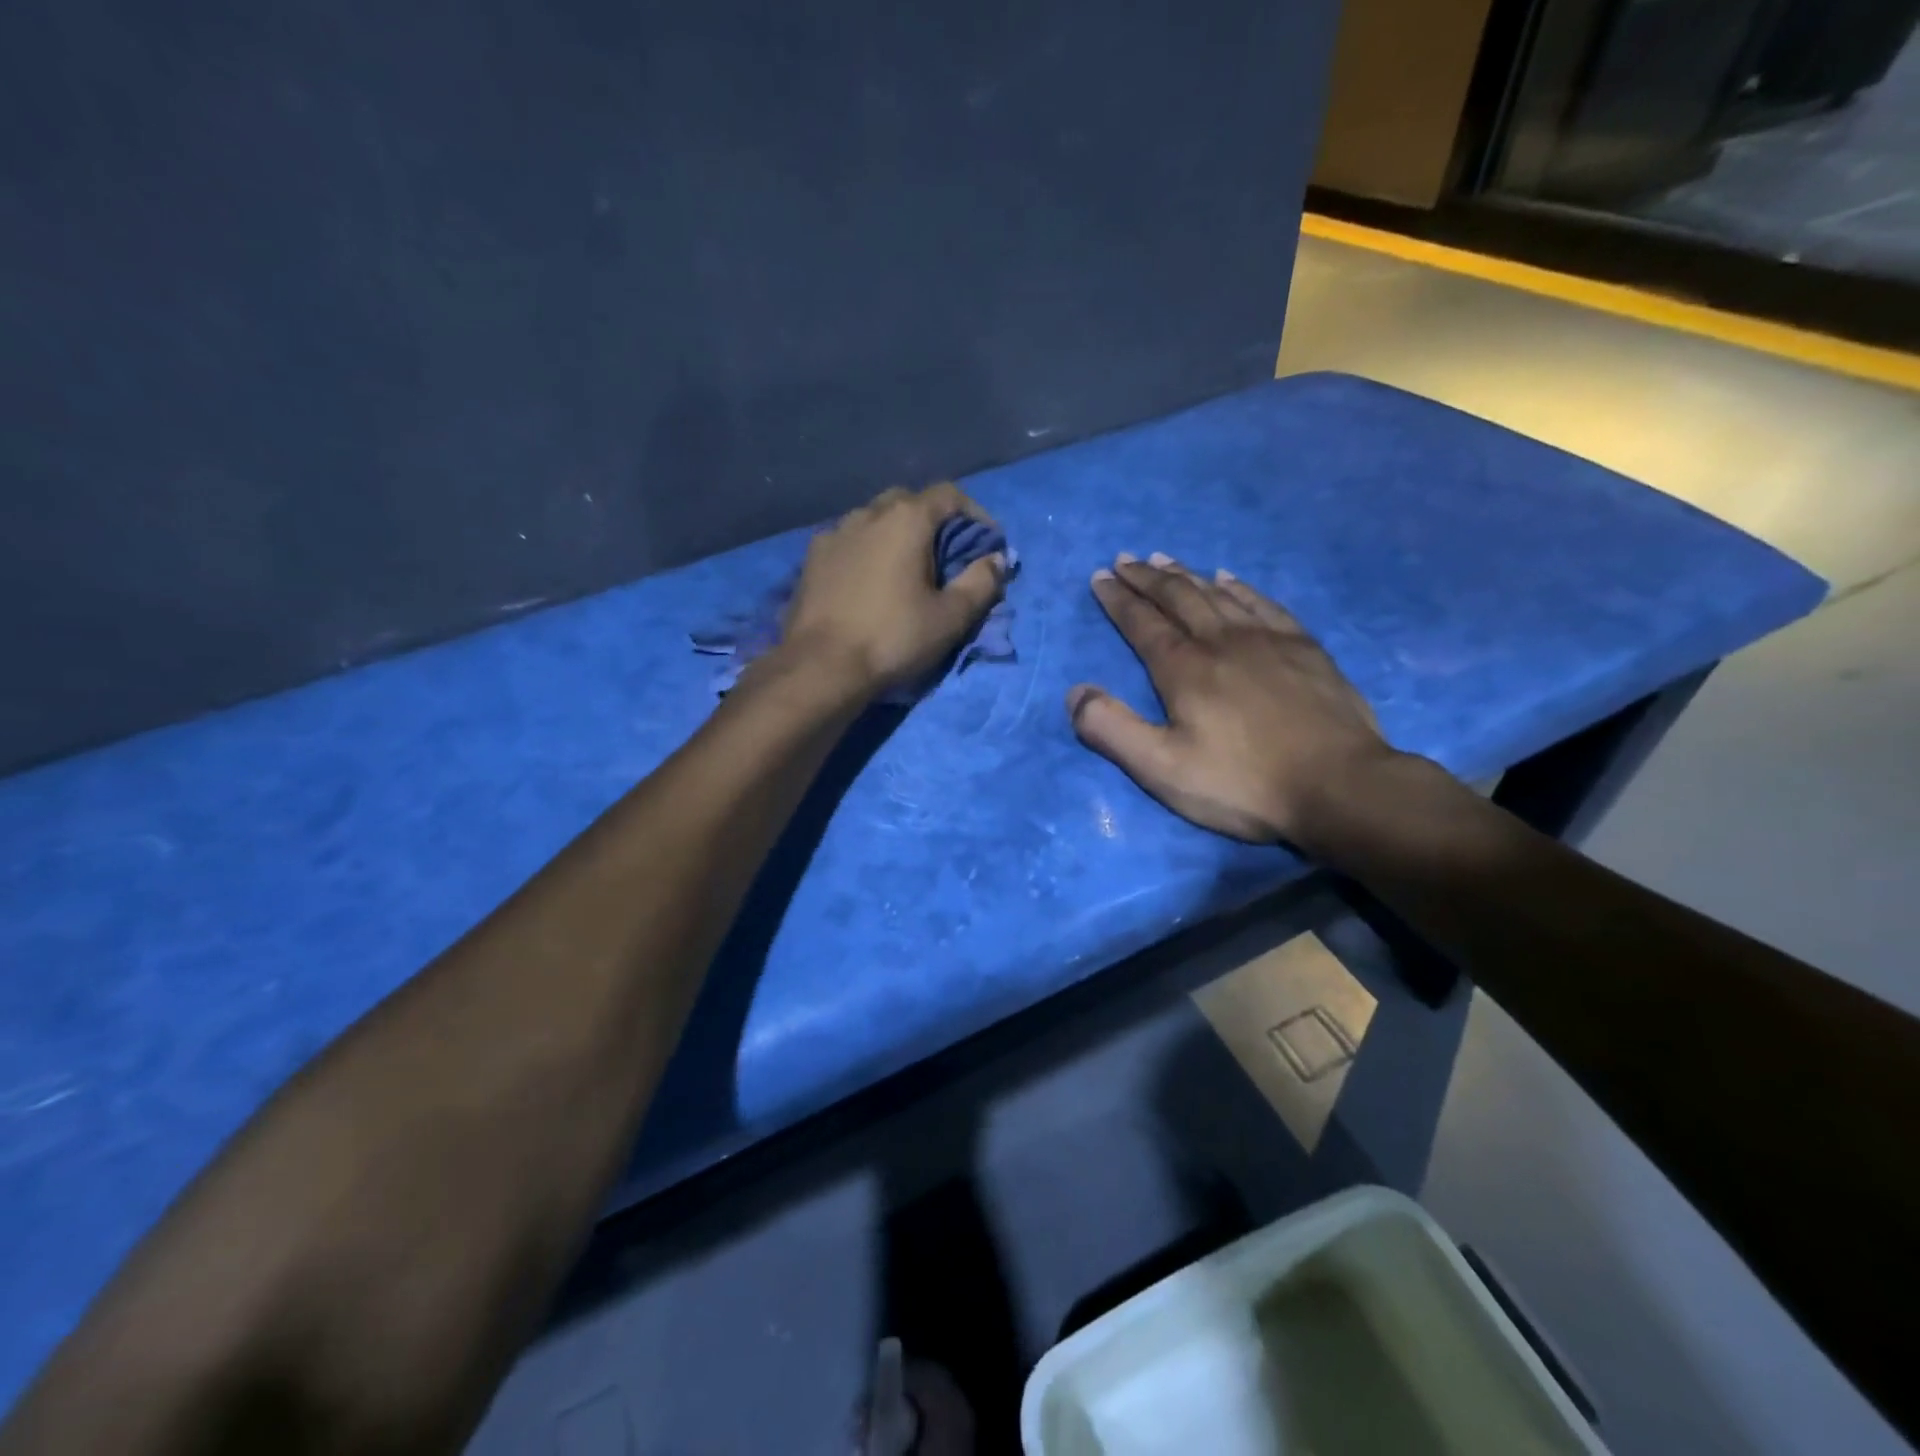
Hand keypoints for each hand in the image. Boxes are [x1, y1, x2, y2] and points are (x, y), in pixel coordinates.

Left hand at [781, 484, 1006, 698]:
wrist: (821, 667)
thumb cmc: (892, 638)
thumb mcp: (950, 618)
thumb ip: (980, 583)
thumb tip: (997, 559)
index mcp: (905, 520)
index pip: (948, 495)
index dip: (975, 514)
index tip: (986, 543)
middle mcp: (867, 515)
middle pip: (907, 501)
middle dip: (932, 520)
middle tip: (945, 554)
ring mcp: (833, 534)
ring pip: (873, 520)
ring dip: (895, 534)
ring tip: (905, 568)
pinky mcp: (811, 560)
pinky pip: (848, 542)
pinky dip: (866, 551)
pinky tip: (868, 581)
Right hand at [1067, 553, 1395, 844]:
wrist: (1340, 787)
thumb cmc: (1243, 783)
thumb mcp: (1162, 769)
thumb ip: (1112, 730)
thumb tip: (1074, 692)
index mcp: (1184, 669)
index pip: (1142, 623)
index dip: (1117, 599)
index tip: (1100, 577)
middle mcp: (1221, 641)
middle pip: (1178, 597)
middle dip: (1146, 577)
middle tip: (1124, 559)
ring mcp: (1268, 640)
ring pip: (1217, 594)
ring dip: (1186, 575)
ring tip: (1165, 559)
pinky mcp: (1304, 648)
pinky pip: (1263, 603)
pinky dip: (1239, 587)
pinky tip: (1229, 579)